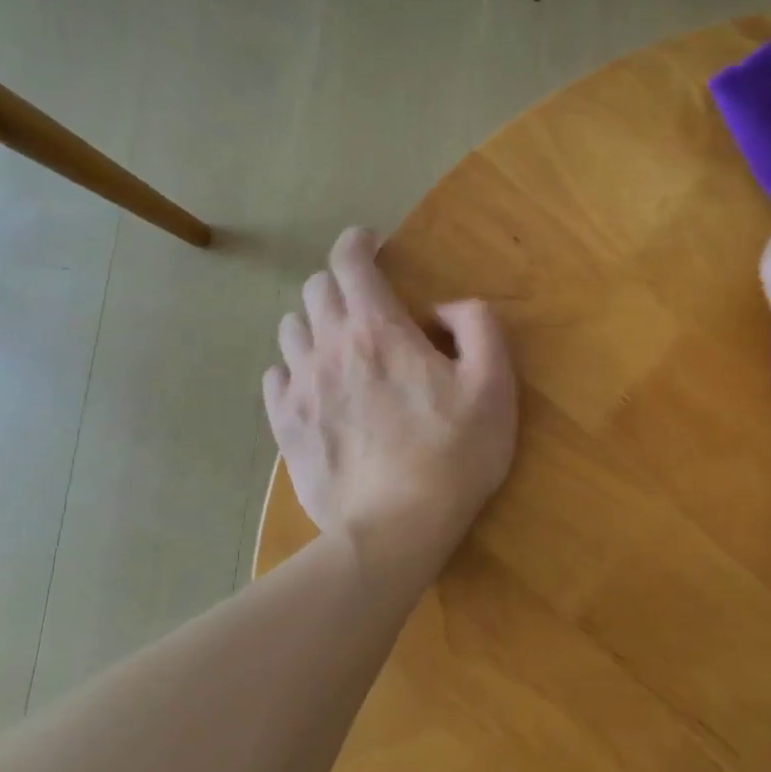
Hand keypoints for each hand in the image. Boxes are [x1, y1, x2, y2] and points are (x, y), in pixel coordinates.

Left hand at [264, 228, 517, 576]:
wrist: (396, 529)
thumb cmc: (454, 455)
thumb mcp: (494, 385)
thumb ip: (478, 326)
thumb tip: (444, 309)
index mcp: (378, 329)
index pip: (350, 261)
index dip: (358, 243)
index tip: (371, 244)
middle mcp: (330, 346)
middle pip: (316, 290)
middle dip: (341, 284)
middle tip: (367, 305)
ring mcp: (300, 386)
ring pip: (291, 329)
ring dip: (316, 324)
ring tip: (342, 346)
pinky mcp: (285, 424)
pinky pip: (276, 375)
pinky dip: (295, 368)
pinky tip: (316, 386)